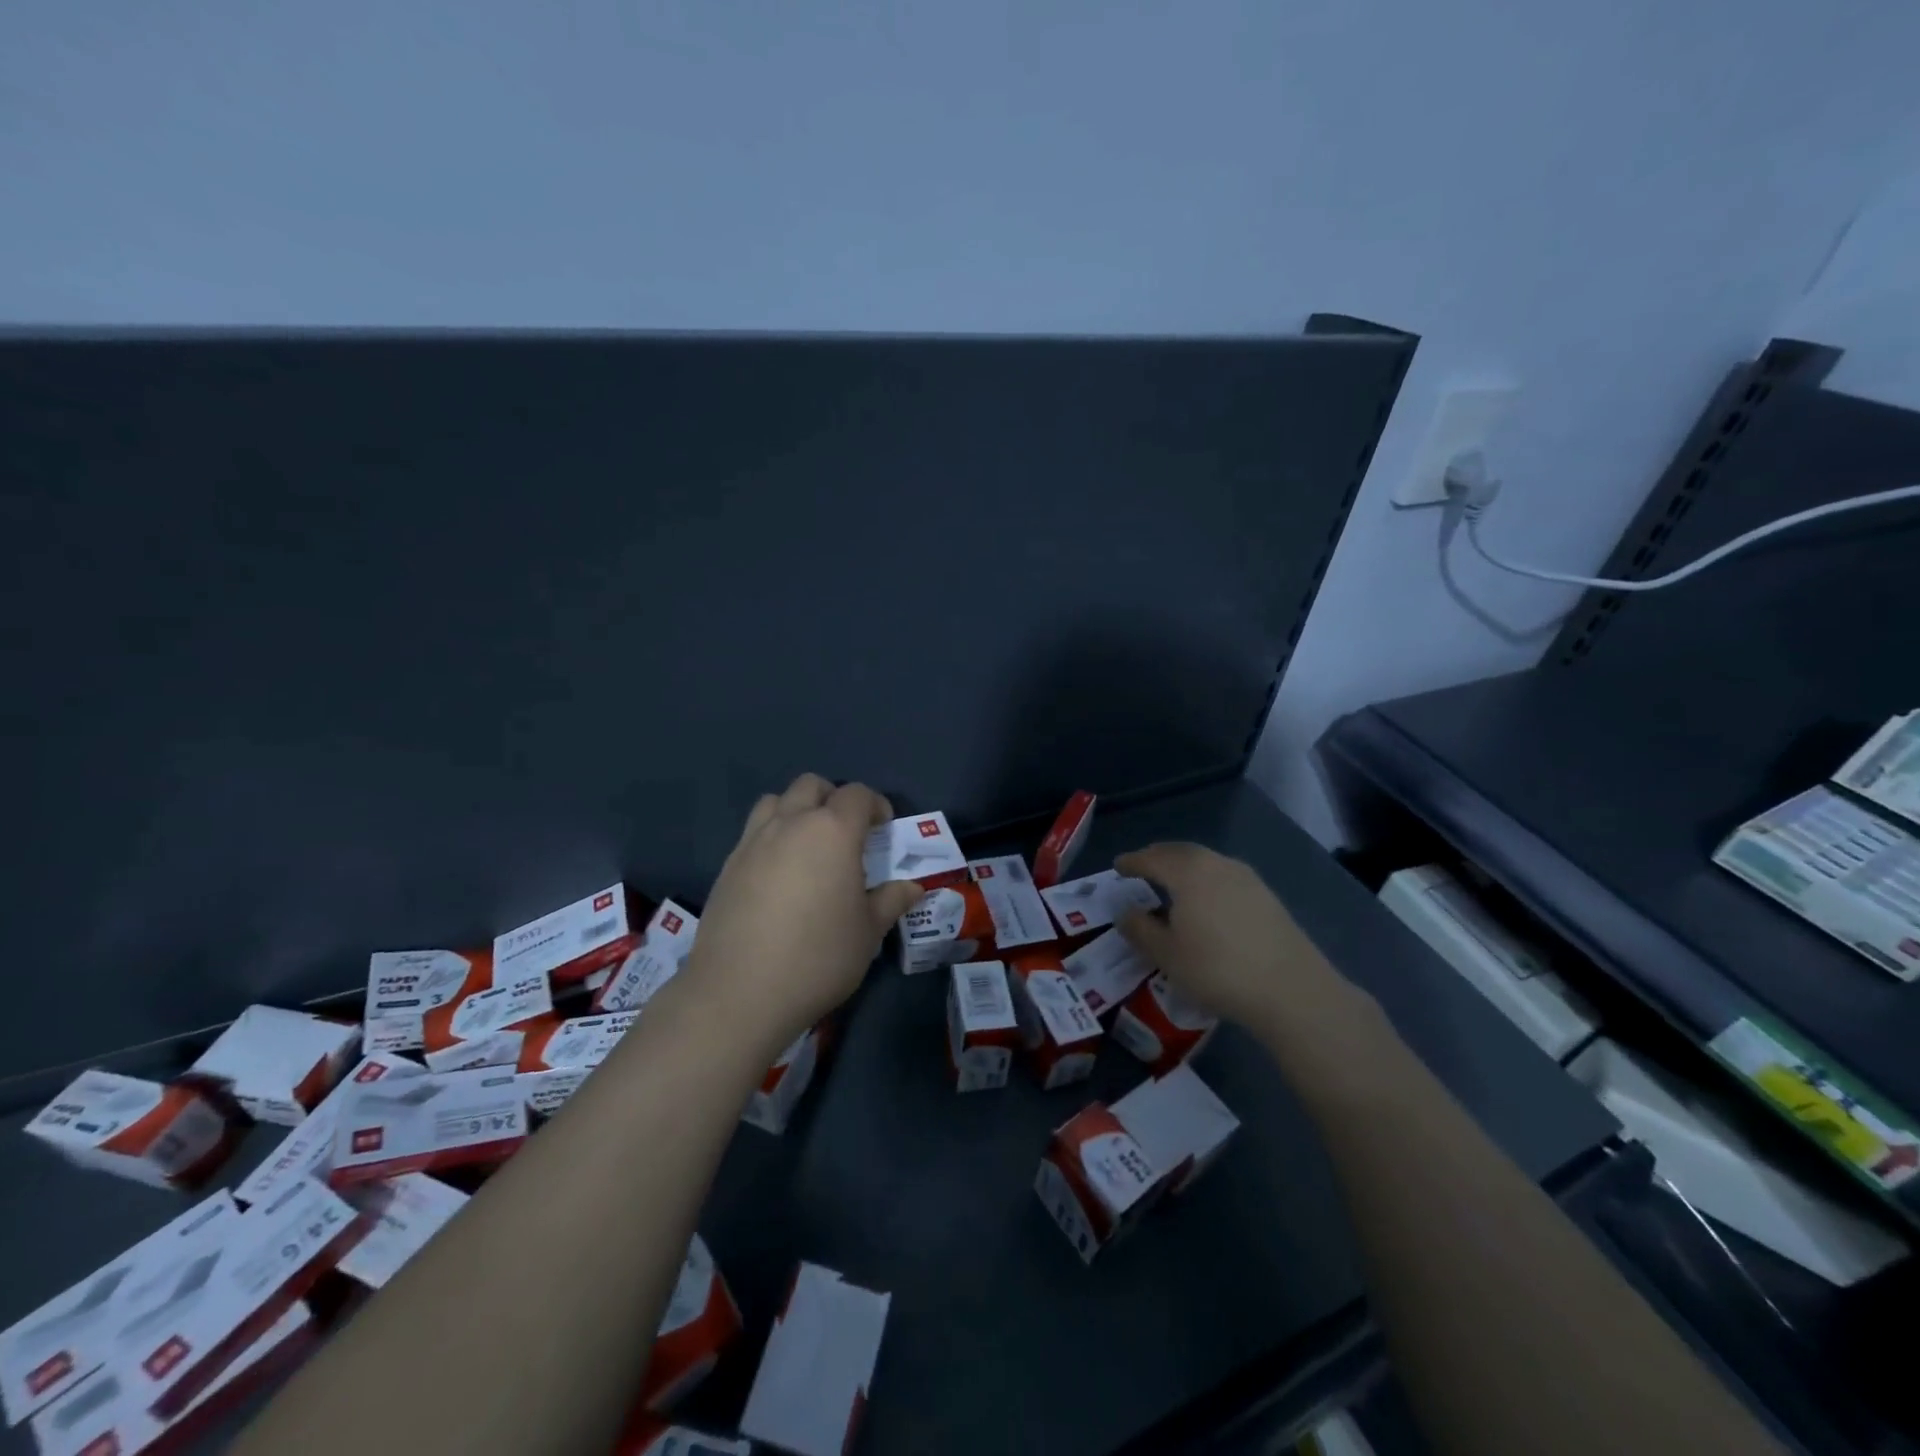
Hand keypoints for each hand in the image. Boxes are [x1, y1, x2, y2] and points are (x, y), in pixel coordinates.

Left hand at [682, 774, 924, 1055]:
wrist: (740, 992)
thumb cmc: (818, 957)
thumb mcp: (868, 932)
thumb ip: (890, 901)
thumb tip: (912, 888)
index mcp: (833, 831)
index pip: (857, 795)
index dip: (875, 805)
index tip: (883, 829)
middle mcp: (791, 823)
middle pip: (812, 785)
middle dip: (833, 799)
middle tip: (846, 833)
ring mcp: (753, 841)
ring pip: (776, 801)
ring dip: (796, 810)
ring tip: (807, 845)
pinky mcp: (728, 865)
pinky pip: (754, 832)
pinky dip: (771, 837)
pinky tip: (778, 875)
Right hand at [1114, 842, 1374, 1043]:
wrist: (1291, 990)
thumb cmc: (1217, 969)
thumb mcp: (1166, 955)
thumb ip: (1140, 929)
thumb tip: (1125, 912)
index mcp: (1188, 872)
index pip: (1151, 858)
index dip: (1132, 862)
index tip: (1118, 867)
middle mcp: (1217, 864)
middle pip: (1180, 852)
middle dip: (1158, 857)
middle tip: (1143, 868)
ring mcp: (1247, 878)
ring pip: (1206, 862)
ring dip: (1184, 868)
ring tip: (1172, 885)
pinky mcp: (1267, 896)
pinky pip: (1224, 876)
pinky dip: (1206, 880)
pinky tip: (1206, 902)